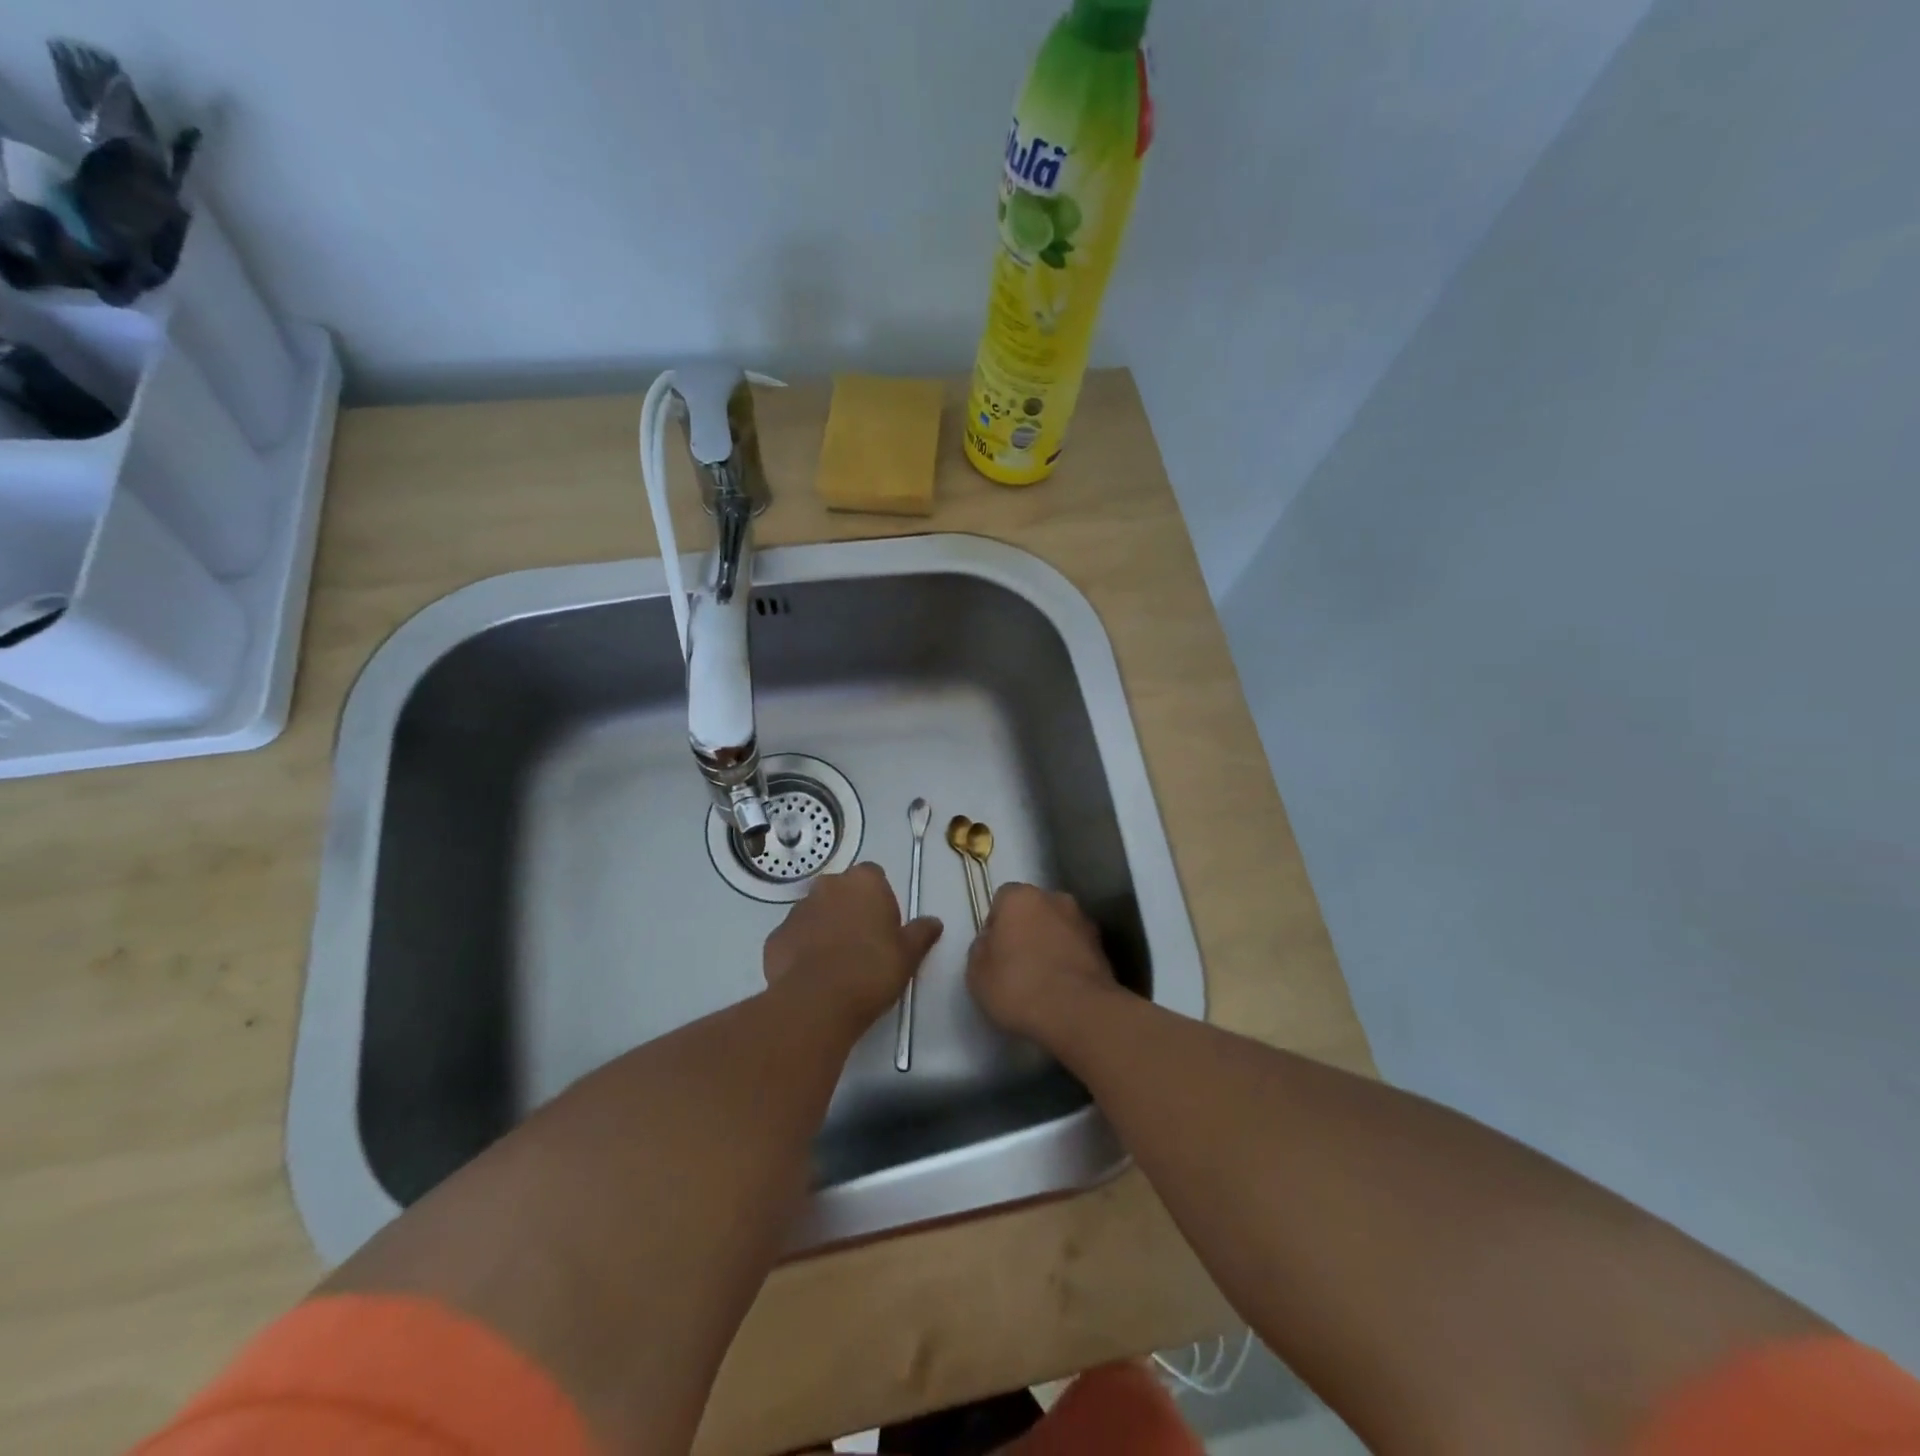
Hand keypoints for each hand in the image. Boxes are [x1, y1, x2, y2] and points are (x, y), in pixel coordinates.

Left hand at [763, 863, 942, 1034]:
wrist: (818, 1002)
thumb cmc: (872, 969)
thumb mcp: (908, 954)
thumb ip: (921, 933)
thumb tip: (934, 922)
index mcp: (863, 882)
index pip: (874, 876)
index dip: (880, 899)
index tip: (885, 925)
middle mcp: (827, 886)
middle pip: (841, 891)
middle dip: (850, 909)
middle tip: (863, 944)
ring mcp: (796, 910)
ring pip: (815, 913)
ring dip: (825, 928)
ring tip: (836, 964)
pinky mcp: (775, 937)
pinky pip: (794, 938)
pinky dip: (802, 950)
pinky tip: (813, 976)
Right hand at [966, 882, 1118, 1044]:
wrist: (1079, 1013)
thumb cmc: (1018, 987)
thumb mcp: (977, 973)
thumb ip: (981, 948)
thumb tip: (992, 941)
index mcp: (1021, 897)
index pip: (1002, 899)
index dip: (996, 924)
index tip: (994, 952)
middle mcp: (1055, 899)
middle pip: (1034, 910)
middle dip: (1026, 929)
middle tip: (1017, 964)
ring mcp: (1084, 922)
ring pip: (1058, 928)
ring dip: (1051, 944)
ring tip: (1042, 980)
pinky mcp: (1103, 948)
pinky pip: (1077, 949)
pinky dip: (1069, 961)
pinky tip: (1062, 989)